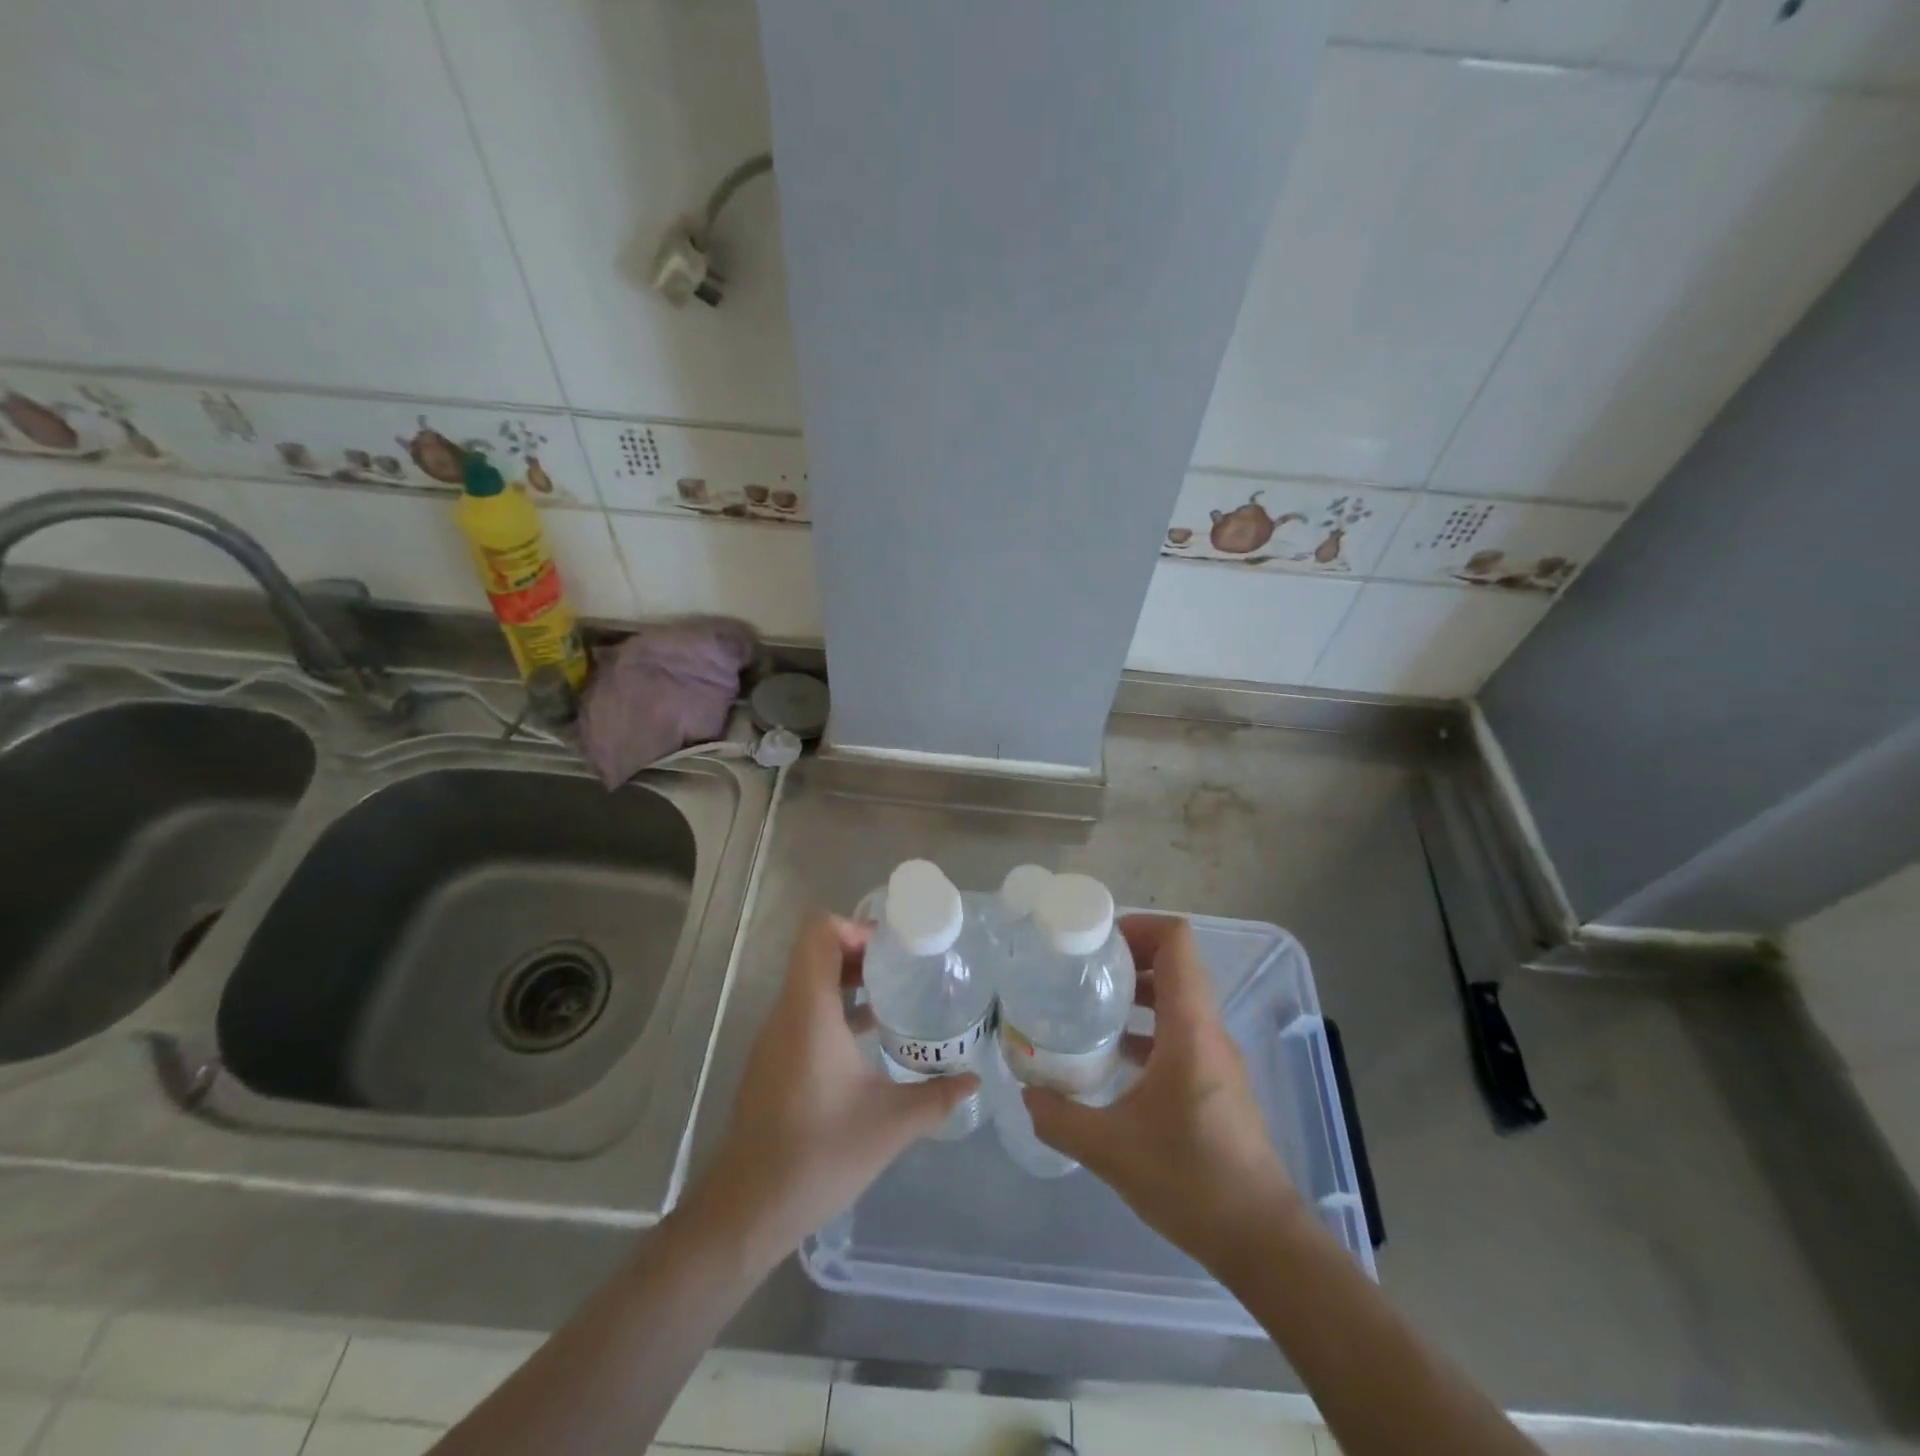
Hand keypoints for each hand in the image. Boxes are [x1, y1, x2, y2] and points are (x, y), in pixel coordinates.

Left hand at [690, 913, 977, 1256]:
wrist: (748, 1207)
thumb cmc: (818, 1154)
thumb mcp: (890, 1124)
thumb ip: (936, 1097)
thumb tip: (974, 1079)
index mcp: (809, 1011)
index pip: (819, 934)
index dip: (855, 927)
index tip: (893, 948)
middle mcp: (787, 1014)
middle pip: (815, 953)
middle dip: (860, 952)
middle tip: (903, 967)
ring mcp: (775, 1038)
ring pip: (809, 983)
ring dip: (848, 981)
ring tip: (894, 996)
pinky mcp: (773, 1060)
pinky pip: (804, 1012)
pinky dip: (835, 1008)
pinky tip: (868, 1038)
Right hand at [1023, 914, 1303, 1277]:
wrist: (1262, 1240)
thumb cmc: (1191, 1181)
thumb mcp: (1110, 1150)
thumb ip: (1060, 1118)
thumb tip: (1026, 1093)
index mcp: (1189, 1028)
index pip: (1176, 942)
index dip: (1138, 926)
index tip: (1096, 942)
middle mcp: (1208, 1031)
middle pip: (1176, 964)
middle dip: (1129, 956)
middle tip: (1082, 970)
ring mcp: (1216, 1057)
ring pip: (1179, 999)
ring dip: (1138, 992)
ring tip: (1091, 1007)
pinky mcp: (1217, 1083)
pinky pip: (1181, 1032)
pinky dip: (1148, 1028)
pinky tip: (1114, 1058)